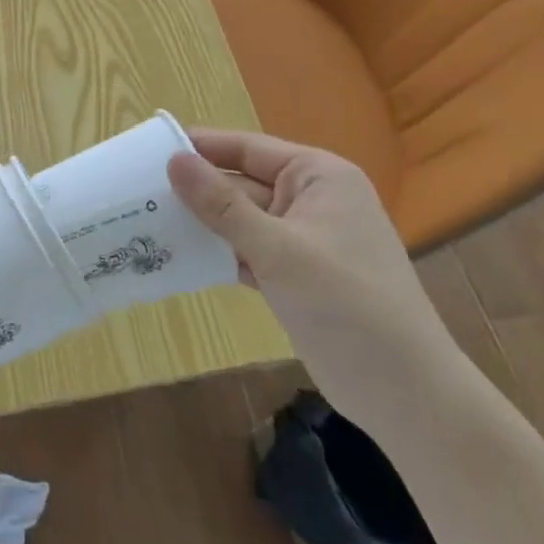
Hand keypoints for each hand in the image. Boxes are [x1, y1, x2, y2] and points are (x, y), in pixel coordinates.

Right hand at [168, 131, 459, 432]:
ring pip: (240, 219)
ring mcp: (303, 239)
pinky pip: (247, 250)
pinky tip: (177, 256)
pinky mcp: (295, 274)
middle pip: (241, 183)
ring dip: (202, 223)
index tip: (148, 148)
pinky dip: (218, 253)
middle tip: (136, 191)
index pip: (247, 148)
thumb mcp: (278, 250)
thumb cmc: (348, 306)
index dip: (200, 147)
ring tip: (145, 220)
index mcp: (318, 176)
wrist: (407, 397)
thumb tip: (173, 160)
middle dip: (195, 189)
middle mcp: (311, 199)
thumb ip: (222, 205)